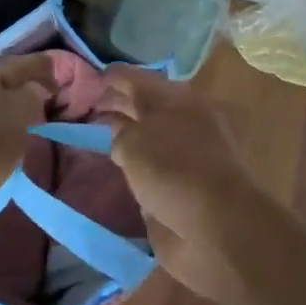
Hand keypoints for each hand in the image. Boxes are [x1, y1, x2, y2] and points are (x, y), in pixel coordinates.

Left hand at [0, 53, 55, 273]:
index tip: (62, 71)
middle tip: (58, 97)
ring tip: (46, 122)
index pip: (13, 66)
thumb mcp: (16, 109)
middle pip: (3, 91)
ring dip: (19, 120)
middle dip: (28, 91)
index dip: (38, 66)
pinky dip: (10, 145)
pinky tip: (25, 149)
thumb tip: (36, 90)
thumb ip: (31, 93)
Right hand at [98, 66, 265, 303]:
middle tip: (87, 106)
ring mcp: (186, 156)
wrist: (218, 227)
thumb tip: (121, 137)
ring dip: (126, 134)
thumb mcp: (135, 143)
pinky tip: (118, 168)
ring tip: (95, 134)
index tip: (90, 79)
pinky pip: (155, 166)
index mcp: (177, 100)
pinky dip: (137, 163)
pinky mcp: (186, 186)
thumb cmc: (175, 171)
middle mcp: (183, 123)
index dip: (113, 77)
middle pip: (145, 107)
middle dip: (118, 104)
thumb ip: (121, 134)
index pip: (139, 80)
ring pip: (150, 136)